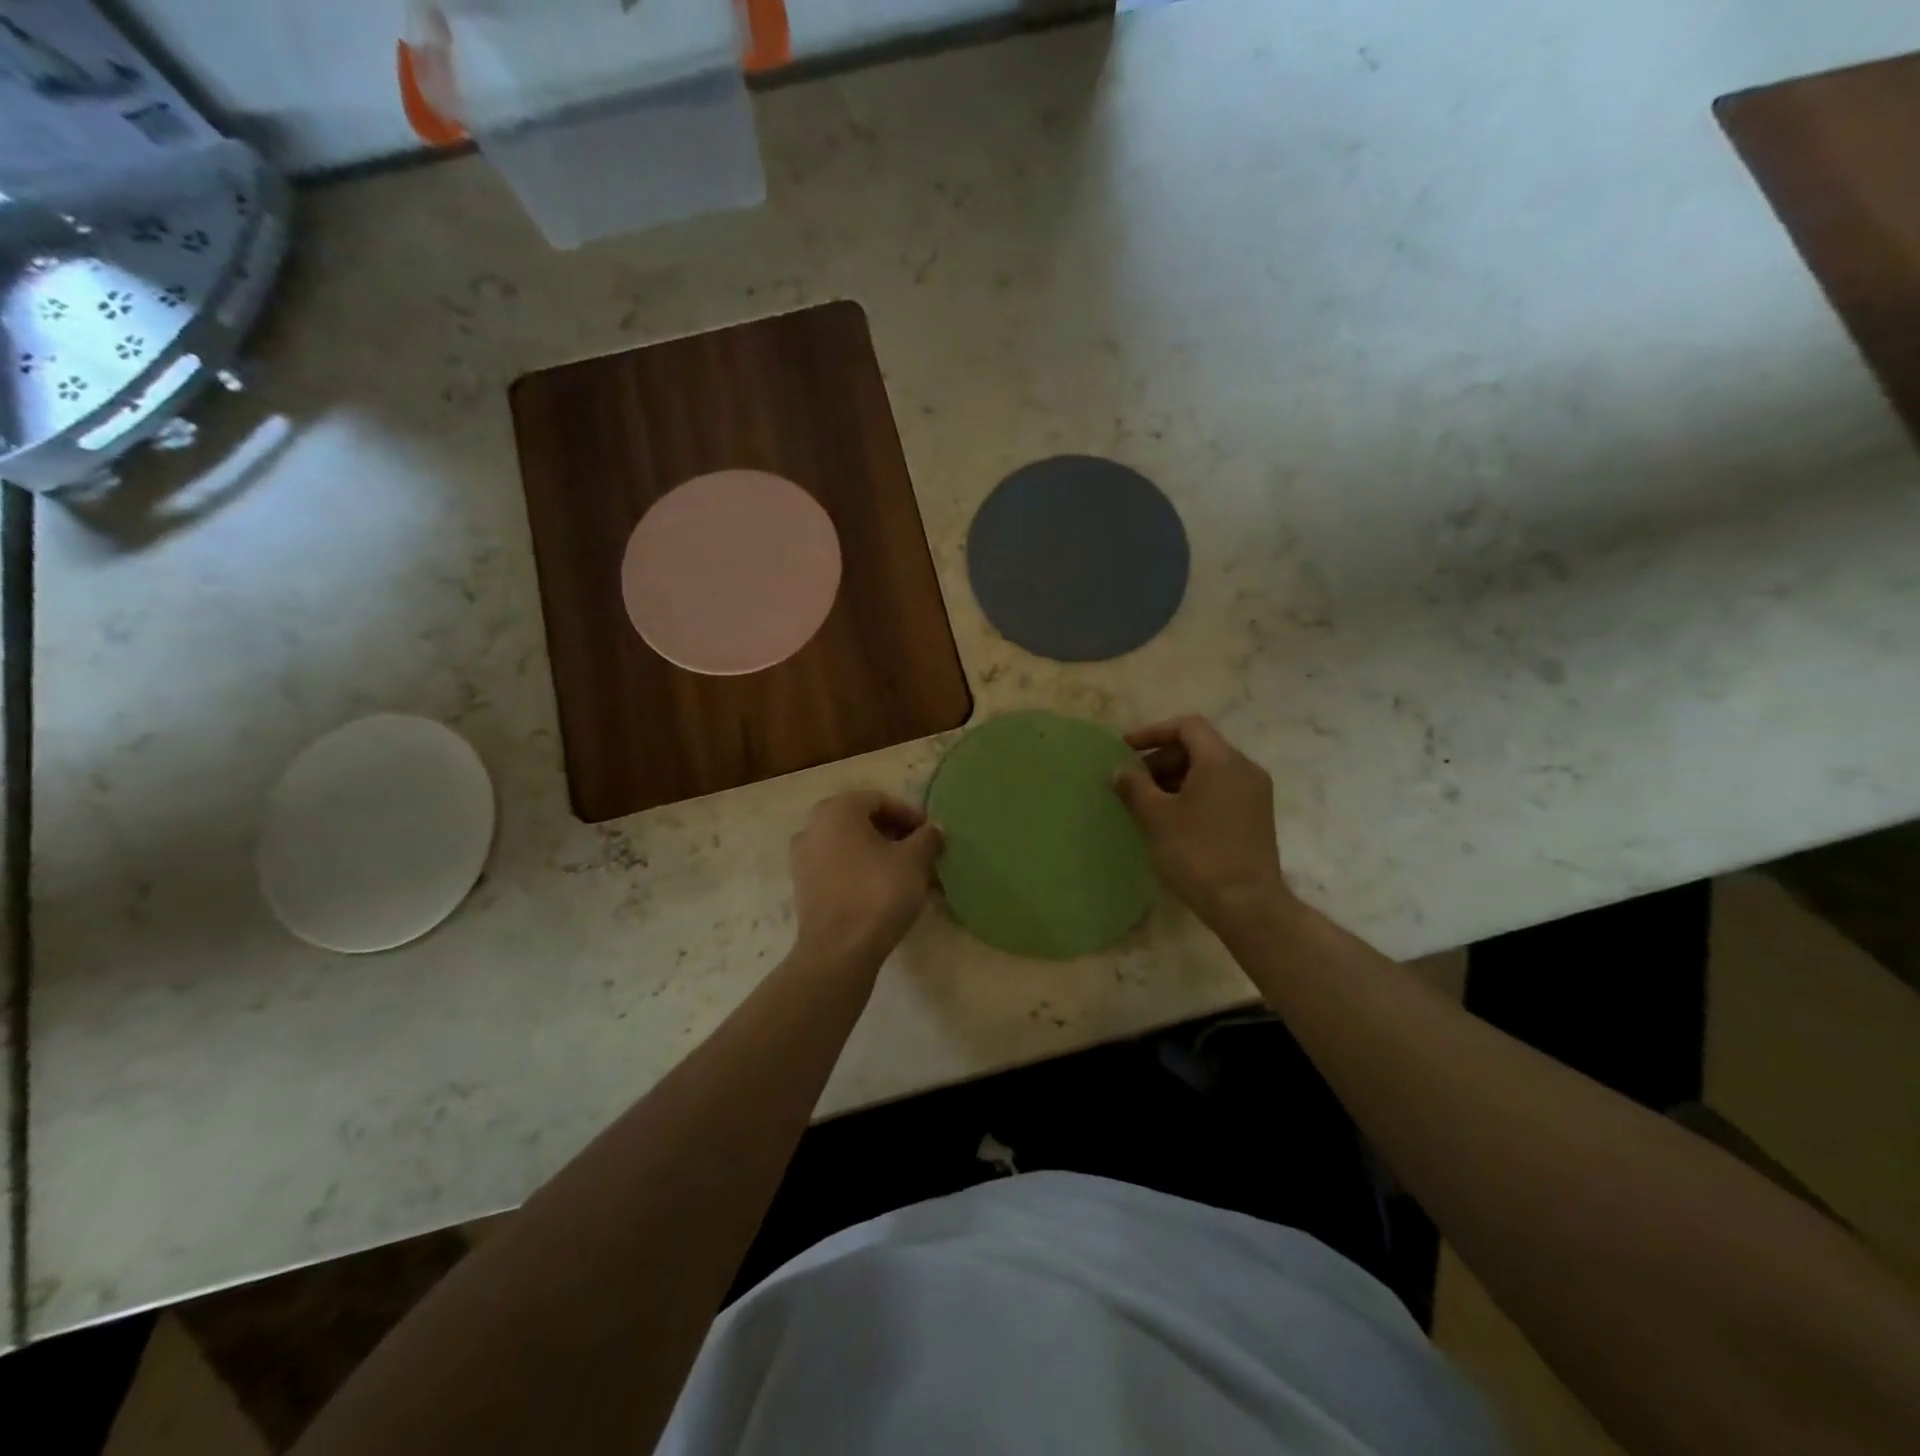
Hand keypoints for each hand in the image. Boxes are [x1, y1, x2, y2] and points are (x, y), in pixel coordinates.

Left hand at [789, 791, 942, 964]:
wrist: (839, 950)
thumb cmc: (878, 893)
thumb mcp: (914, 861)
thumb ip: (927, 838)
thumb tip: (934, 829)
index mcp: (837, 809)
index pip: (879, 800)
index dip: (909, 815)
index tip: (929, 834)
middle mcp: (813, 826)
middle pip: (860, 821)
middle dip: (891, 833)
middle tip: (918, 851)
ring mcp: (802, 857)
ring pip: (847, 845)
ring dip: (875, 853)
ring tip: (902, 872)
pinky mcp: (802, 887)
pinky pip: (835, 867)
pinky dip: (857, 871)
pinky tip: (880, 890)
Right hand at [1111, 716, 1291, 930]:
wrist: (1247, 904)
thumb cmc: (1197, 853)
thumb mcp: (1156, 817)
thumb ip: (1134, 787)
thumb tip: (1118, 770)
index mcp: (1222, 760)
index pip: (1187, 727)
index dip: (1153, 732)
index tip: (1125, 749)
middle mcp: (1244, 769)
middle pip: (1199, 746)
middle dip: (1162, 758)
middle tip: (1133, 780)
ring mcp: (1255, 793)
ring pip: (1210, 769)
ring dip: (1176, 777)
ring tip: (1148, 801)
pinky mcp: (1257, 816)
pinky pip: (1221, 789)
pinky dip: (1194, 792)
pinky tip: (1173, 818)